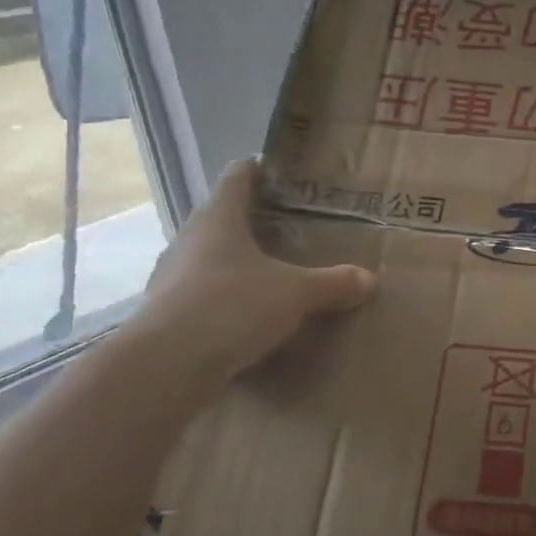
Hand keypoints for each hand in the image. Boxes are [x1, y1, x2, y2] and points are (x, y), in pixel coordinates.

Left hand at [130, 158, 375, 383]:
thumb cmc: (231, 306)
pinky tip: (251, 314)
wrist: (166, 367)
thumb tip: (369, 278)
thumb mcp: (295, 293)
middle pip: (222, 217)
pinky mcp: (168, 313)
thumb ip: (333, 283)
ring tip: (274, 271)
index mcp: (218, 218)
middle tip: (291, 226)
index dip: (258, 169)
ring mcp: (173, 277)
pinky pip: (205, 294)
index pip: (237, 177)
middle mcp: (190, 239)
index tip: (280, 171)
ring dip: (238, 261)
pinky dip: (227, 298)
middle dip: (253, 220)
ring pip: (211, 257)